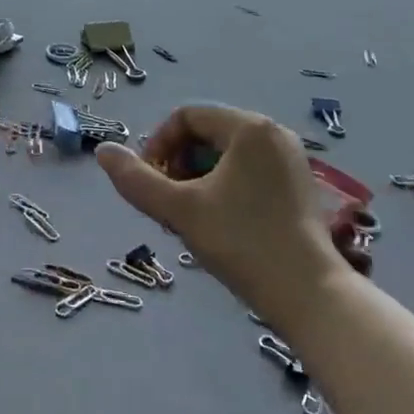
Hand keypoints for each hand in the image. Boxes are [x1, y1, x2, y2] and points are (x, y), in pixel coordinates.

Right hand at [96, 104, 351, 320]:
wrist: (310, 296)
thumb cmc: (242, 243)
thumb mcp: (179, 210)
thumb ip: (136, 179)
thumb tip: (102, 151)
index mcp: (249, 127)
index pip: (187, 116)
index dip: (158, 144)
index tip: (149, 182)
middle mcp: (274, 133)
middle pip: (207, 133)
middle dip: (178, 163)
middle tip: (167, 202)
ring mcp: (292, 159)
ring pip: (226, 154)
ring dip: (198, 176)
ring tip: (189, 215)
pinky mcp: (300, 186)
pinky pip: (249, 170)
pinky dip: (224, 186)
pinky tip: (219, 222)